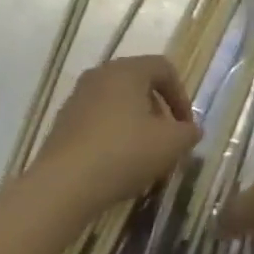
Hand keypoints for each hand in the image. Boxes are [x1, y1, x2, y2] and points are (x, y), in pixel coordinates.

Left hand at [32, 56, 199, 209]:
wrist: (63, 185)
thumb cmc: (124, 153)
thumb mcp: (170, 144)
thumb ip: (188, 133)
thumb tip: (190, 130)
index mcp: (127, 70)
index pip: (164, 68)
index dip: (181, 96)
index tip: (186, 128)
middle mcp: (101, 74)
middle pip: (140, 84)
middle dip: (159, 112)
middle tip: (167, 142)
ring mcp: (77, 98)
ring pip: (118, 104)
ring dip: (136, 125)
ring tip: (143, 157)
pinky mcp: (62, 123)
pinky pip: (98, 121)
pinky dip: (113, 135)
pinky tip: (117, 165)